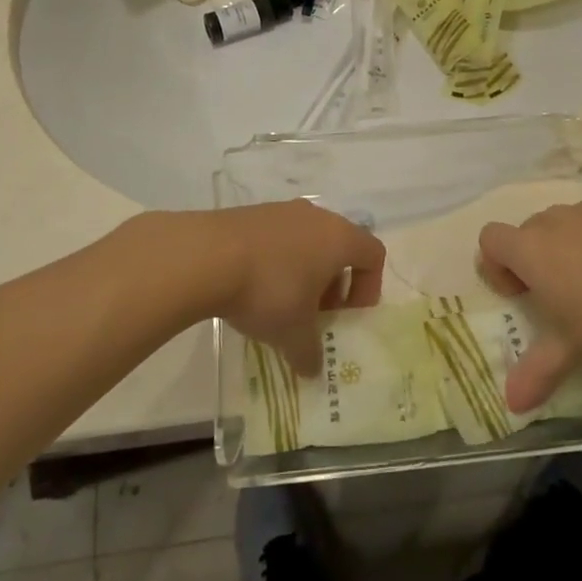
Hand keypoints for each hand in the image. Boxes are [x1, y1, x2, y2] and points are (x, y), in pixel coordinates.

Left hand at [164, 201, 384, 377]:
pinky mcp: (252, 213)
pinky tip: (254, 287)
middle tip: (316, 314)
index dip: (368, 286)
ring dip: (304, 272)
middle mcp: (316, 216)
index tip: (346, 314)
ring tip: (283, 304)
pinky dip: (277, 261)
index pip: (373, 253)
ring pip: (307, 241)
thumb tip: (313, 370)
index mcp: (339, 238)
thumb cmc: (269, 290)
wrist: (208, 256)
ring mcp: (281, 210)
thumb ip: (310, 353)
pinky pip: (278, 238)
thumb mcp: (293, 334)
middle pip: (339, 246)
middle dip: (333, 283)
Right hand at [478, 197, 581, 413]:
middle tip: (563, 296)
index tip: (521, 294)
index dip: (497, 264)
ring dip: (571, 246)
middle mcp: (554, 221)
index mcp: (530, 249)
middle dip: (537, 258)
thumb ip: (537, 372)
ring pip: (567, 223)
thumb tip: (511, 403)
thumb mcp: (572, 351)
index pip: (491, 239)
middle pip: (529, 231)